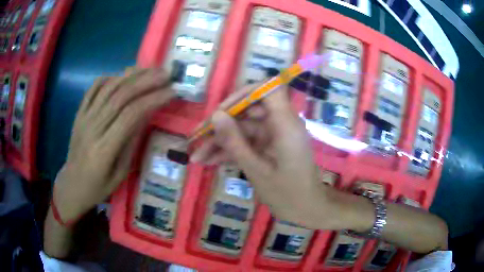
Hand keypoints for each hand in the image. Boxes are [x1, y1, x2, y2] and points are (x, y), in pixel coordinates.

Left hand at [53, 68, 174, 222]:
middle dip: (146, 81)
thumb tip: (145, 115)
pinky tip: (122, 75)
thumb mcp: (120, 174)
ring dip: (130, 75)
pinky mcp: (79, 113)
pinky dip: (108, 78)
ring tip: (149, 69)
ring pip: (108, 88)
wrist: (72, 184)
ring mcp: (84, 118)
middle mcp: (93, 128)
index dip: (153, 99)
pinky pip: (93, 89)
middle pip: (120, 96)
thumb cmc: (98, 186)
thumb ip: (131, 143)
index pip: (131, 115)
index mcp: (104, 149)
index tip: (171, 92)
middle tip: (165, 73)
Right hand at [191, 85, 338, 228]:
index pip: (267, 90)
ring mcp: (274, 135)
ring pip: (243, 130)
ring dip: (220, 142)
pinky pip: (247, 142)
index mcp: (285, 124)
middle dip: (220, 125)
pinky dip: (230, 151)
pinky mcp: (269, 146)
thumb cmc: (287, 194)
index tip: (220, 111)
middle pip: (247, 112)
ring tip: (197, 157)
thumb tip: (215, 115)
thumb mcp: (256, 170)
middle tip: (196, 138)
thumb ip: (235, 141)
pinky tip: (209, 161)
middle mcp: (280, 124)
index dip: (243, 94)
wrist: (306, 209)